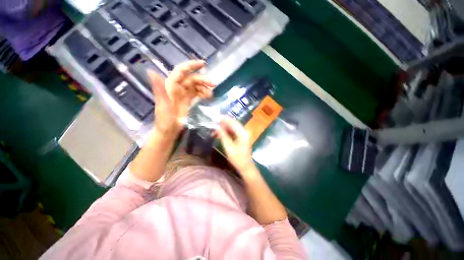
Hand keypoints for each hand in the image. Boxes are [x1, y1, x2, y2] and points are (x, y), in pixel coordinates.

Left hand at [148, 60, 213, 133]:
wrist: (169, 130)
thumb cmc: (165, 119)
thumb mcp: (162, 105)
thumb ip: (158, 89)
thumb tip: (150, 71)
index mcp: (170, 86)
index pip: (181, 71)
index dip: (191, 65)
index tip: (204, 64)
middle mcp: (177, 88)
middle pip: (192, 79)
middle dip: (203, 80)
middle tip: (213, 84)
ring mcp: (183, 94)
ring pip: (196, 86)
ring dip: (204, 87)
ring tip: (211, 94)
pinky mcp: (188, 101)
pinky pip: (197, 93)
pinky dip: (203, 93)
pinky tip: (208, 97)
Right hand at [216, 117, 255, 174]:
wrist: (245, 167)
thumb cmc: (237, 158)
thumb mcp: (228, 147)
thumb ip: (222, 135)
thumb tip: (216, 126)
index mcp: (242, 133)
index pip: (232, 122)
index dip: (223, 118)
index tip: (215, 117)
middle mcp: (244, 131)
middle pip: (232, 123)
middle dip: (222, 122)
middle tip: (213, 122)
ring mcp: (243, 134)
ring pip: (232, 128)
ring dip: (223, 128)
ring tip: (214, 129)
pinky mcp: (241, 138)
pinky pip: (233, 132)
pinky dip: (226, 132)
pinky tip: (219, 134)